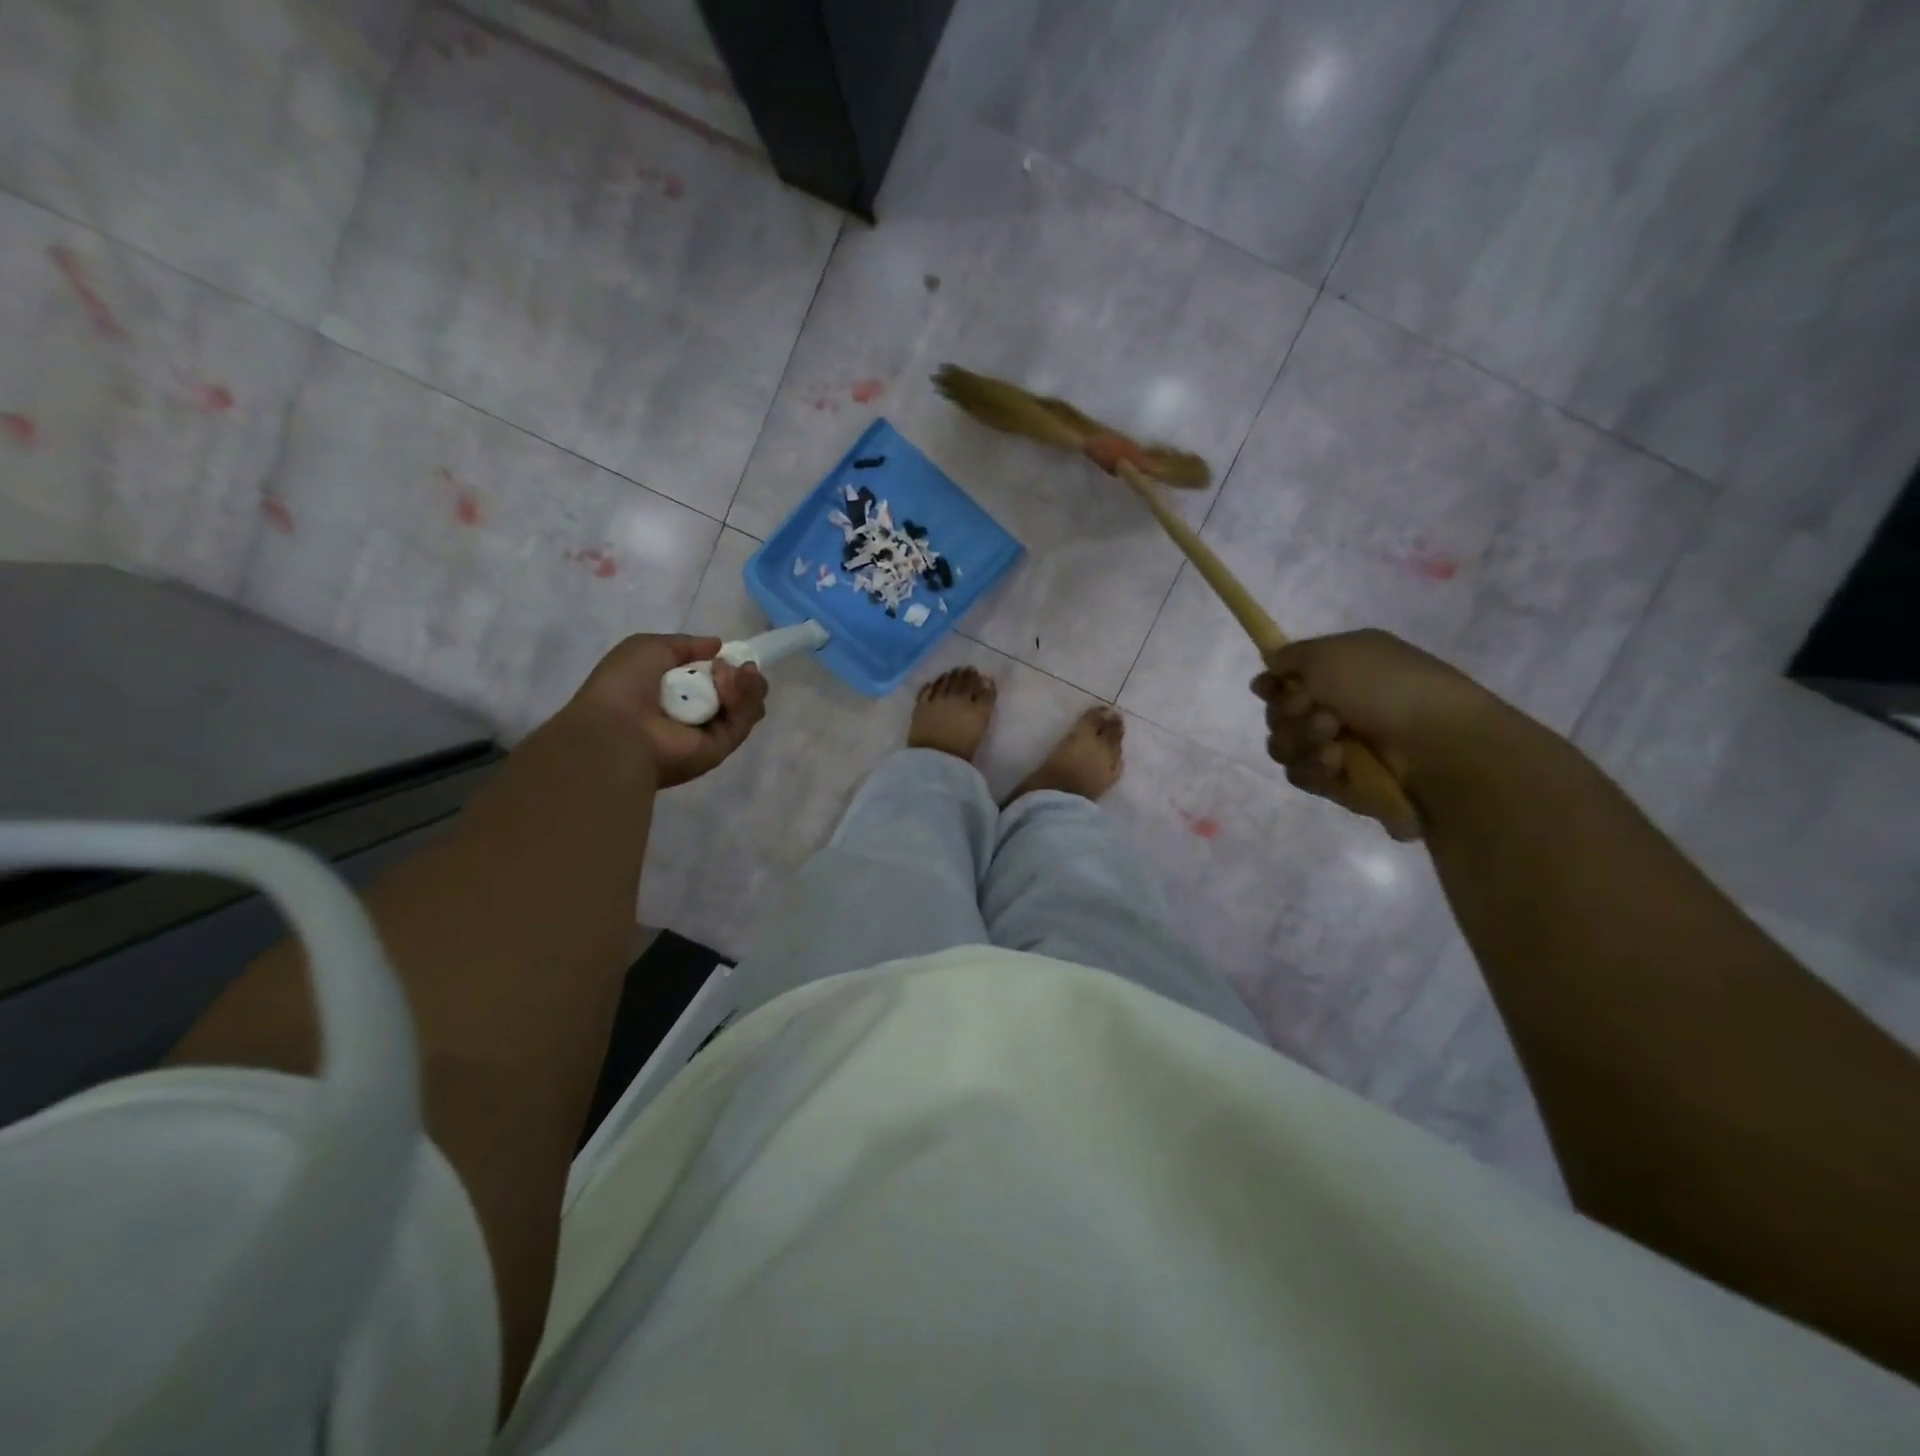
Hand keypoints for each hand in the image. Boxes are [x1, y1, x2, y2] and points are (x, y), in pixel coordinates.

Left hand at [571, 634, 766, 787]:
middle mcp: (694, 712)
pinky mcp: (722, 747)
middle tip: (743, 666)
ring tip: (742, 672)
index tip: (726, 654)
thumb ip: (684, 644)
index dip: (724, 664)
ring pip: (745, 706)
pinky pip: (742, 721)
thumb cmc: (624, 685)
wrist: (617, 729)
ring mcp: (709, 731)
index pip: (710, 679)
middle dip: (743, 676)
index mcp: (673, 691)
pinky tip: (737, 682)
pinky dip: (745, 700)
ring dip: (746, 684)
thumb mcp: (647, 647)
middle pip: (735, 693)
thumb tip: (717, 646)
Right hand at [1251, 629, 1510, 806]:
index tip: (1267, 688)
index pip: (1287, 681)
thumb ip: (1292, 655)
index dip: (1271, 685)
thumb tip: (1272, 665)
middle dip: (1287, 712)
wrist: (1437, 745)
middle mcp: (1338, 709)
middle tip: (1312, 708)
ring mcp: (1338, 748)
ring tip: (1331, 736)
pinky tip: (1337, 761)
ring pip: (1284, 747)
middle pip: (1278, 716)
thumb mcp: (1333, 653)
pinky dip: (1314, 766)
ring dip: (1300, 739)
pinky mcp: (1339, 783)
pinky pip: (1301, 775)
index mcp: (1342, 673)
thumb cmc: (1387, 687)